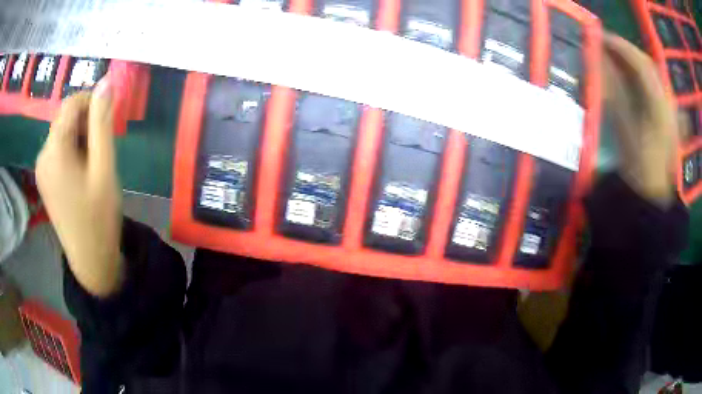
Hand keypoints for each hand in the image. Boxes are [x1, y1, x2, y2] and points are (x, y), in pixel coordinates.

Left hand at [36, 79, 123, 296]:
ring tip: (94, 164)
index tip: (108, 121)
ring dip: (80, 137)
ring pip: (62, 133)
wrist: (90, 260)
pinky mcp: (44, 179)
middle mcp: (42, 155)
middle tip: (103, 148)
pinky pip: (58, 150)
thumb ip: (102, 122)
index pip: (71, 104)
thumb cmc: (99, 216)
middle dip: (86, 123)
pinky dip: (72, 150)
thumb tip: (106, 82)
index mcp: (54, 151)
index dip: (91, 103)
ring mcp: (41, 169)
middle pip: (65, 118)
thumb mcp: (104, 167)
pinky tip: (82, 172)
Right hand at [602, 33, 677, 206]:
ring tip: (616, 56)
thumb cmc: (639, 165)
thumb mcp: (625, 129)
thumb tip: (599, 63)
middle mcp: (667, 101)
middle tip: (608, 45)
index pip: (641, 64)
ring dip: (633, 59)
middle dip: (627, 49)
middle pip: (648, 63)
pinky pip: (655, 83)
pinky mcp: (668, 112)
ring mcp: (670, 107)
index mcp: (659, 106)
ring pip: (652, 71)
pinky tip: (631, 74)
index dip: (620, 47)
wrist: (652, 191)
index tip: (601, 38)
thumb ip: (614, 93)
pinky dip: (641, 73)